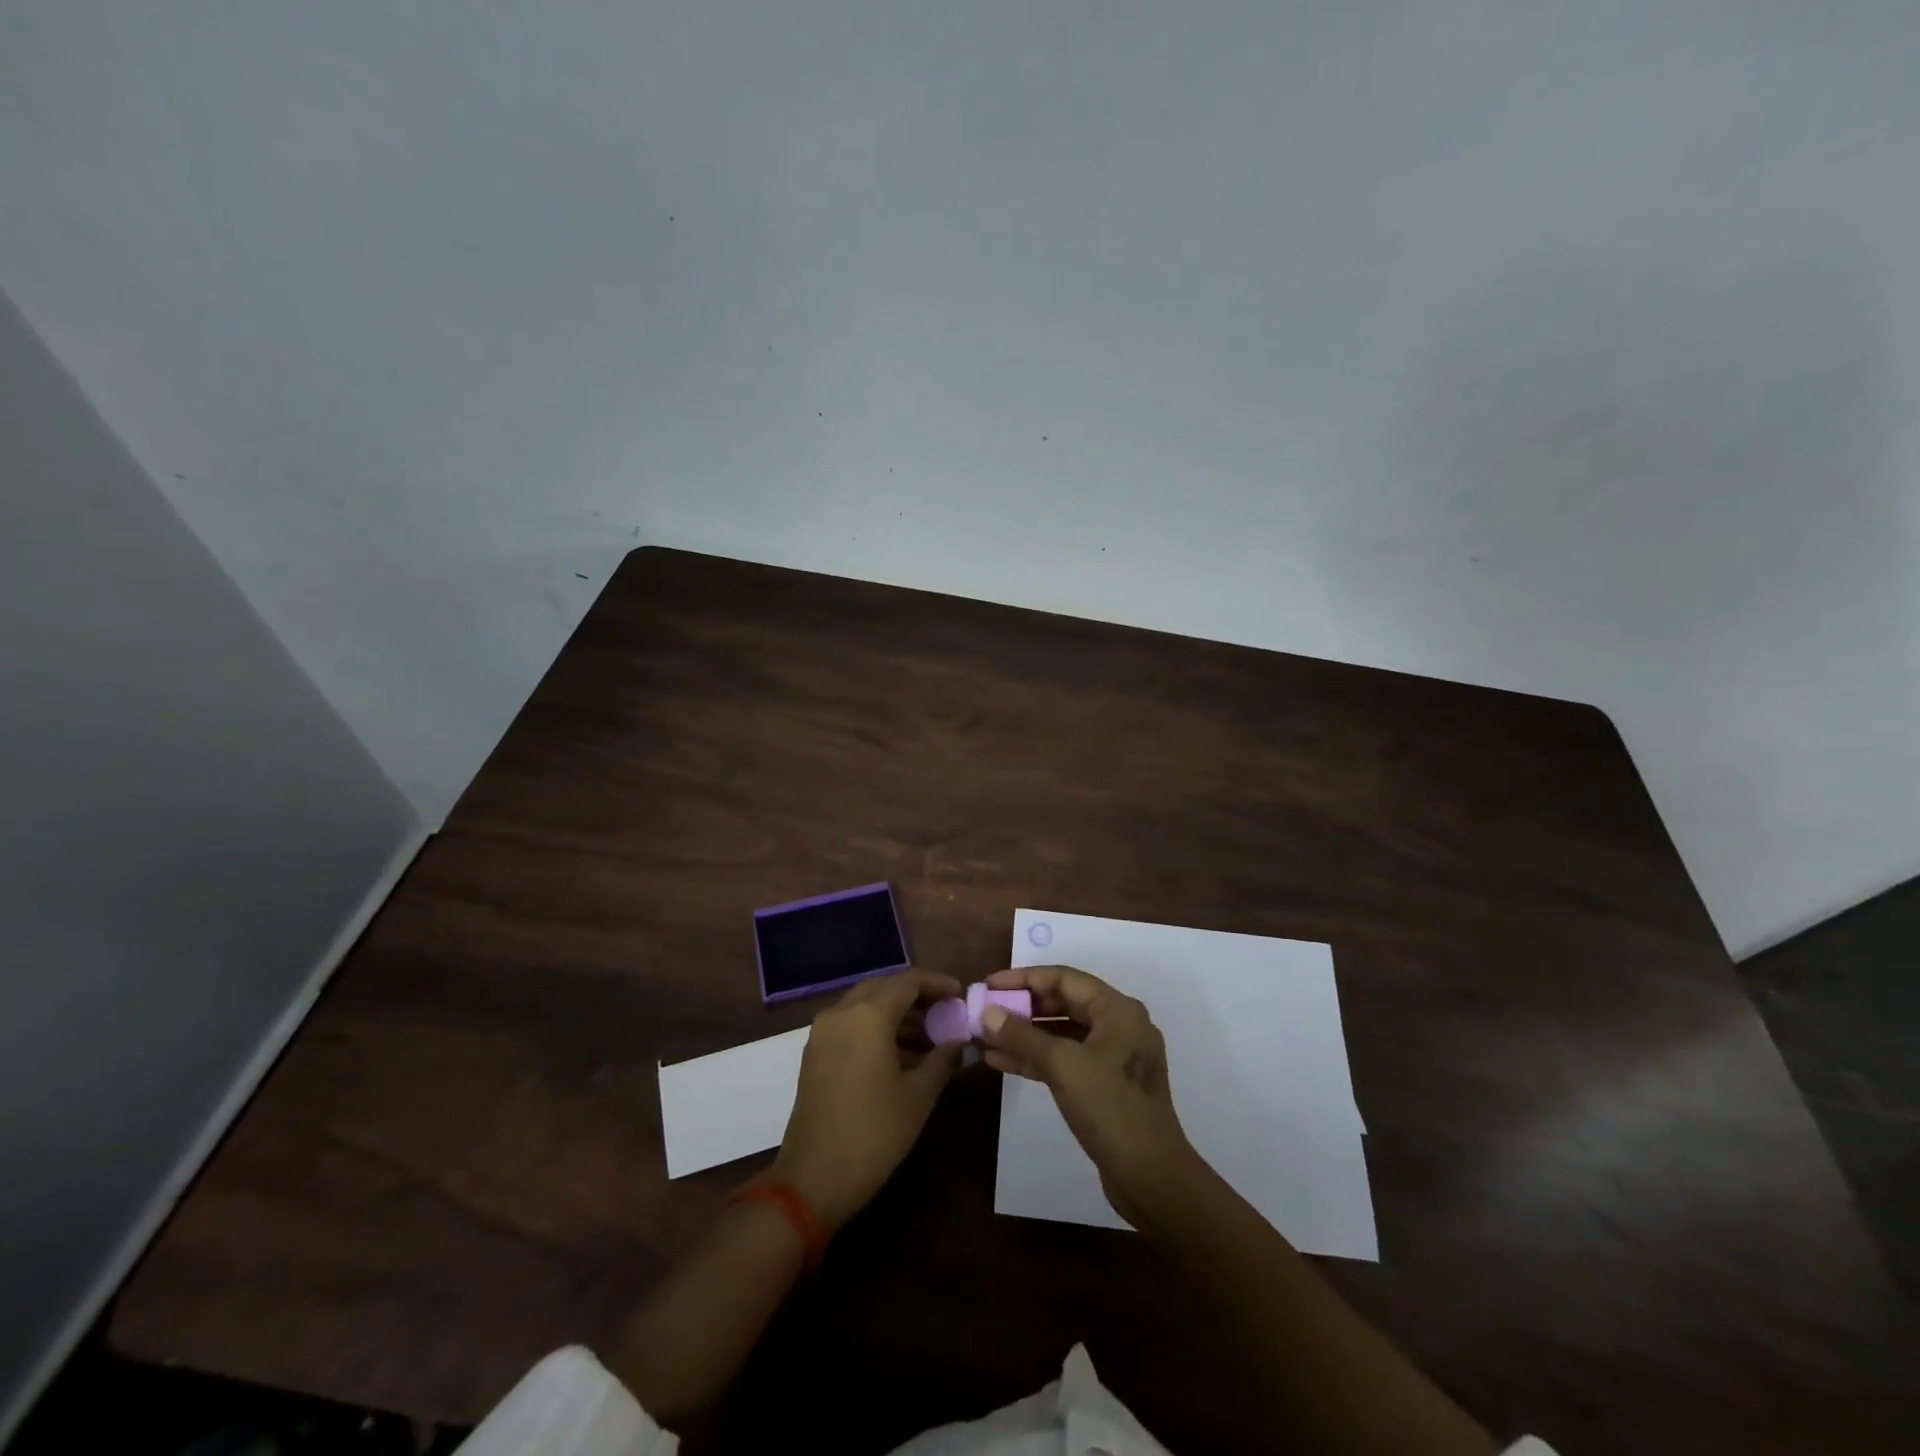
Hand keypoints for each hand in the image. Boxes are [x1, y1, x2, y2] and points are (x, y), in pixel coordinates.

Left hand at [775, 969, 964, 1233]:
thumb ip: (942, 1059)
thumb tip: (958, 1042)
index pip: (908, 981)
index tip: (960, 995)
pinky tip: (901, 1055)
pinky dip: (876, 1028)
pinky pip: (850, 1024)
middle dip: (916, 996)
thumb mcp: (919, 1096)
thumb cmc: (874, 1133)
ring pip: (865, 1005)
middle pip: (884, 988)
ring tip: (929, 1039)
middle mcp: (841, 1013)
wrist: (814, 1179)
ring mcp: (823, 1033)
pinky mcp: (815, 1054)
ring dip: (896, 1014)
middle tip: (945, 1013)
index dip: (937, 984)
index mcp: (868, 1015)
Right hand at [978, 965, 1199, 1228]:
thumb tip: (987, 1012)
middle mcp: (1118, 1025)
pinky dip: (1036, 1058)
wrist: (1151, 1177)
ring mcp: (1113, 1056)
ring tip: (986, 1037)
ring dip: (1025, 1034)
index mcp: (1117, 1010)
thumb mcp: (1063, 1065)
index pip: (1064, 978)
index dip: (1024, 978)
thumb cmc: (1111, 1108)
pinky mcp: (1105, 1084)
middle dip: (1022, 1007)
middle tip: (986, 1010)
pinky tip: (1002, 1061)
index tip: (990, 984)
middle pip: (1063, 1002)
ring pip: (1062, 1033)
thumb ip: (1022, 1036)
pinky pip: (1066, 1058)